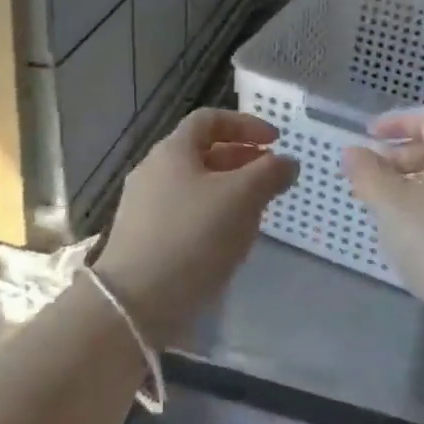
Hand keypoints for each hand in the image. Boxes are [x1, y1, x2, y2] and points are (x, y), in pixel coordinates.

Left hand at [94, 109, 297, 344]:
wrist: (136, 303)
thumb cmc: (193, 237)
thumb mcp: (241, 198)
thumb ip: (269, 173)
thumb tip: (287, 161)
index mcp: (172, 151)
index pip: (209, 120)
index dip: (245, 124)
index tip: (275, 142)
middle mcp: (153, 171)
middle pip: (203, 153)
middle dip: (242, 160)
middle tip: (272, 177)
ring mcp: (145, 207)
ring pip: (196, 186)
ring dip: (230, 190)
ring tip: (258, 210)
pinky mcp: (146, 239)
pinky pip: (186, 214)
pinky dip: (213, 216)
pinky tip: (230, 240)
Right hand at [342, 106, 423, 329]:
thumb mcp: (390, 203)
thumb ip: (366, 172)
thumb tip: (352, 150)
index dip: (398, 120)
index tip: (369, 136)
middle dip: (397, 154)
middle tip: (368, 174)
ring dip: (406, 182)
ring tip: (378, 205)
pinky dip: (420, 205)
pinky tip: (403, 232)